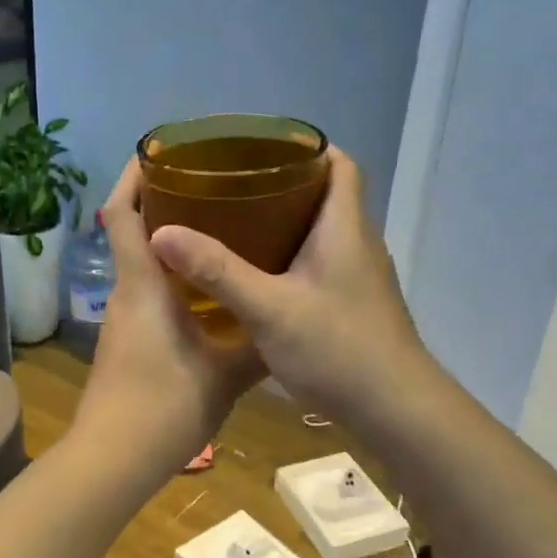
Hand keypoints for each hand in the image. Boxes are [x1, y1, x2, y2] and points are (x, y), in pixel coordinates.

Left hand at [71, 161, 265, 477]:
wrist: (114, 459)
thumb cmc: (167, 406)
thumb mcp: (227, 374)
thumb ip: (258, 344)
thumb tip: (290, 322)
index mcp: (145, 285)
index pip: (123, 213)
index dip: (134, 176)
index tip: (161, 151)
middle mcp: (128, 293)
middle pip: (133, 232)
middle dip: (163, 203)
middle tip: (212, 188)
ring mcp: (124, 320)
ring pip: (143, 265)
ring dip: (171, 242)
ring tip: (222, 231)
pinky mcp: (127, 342)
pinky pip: (148, 293)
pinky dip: (173, 278)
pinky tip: (209, 291)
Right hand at [147, 147, 429, 428]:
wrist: (395, 409)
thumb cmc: (338, 349)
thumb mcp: (269, 309)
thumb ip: (217, 271)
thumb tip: (161, 234)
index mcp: (345, 228)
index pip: (341, 164)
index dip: (308, 147)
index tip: (262, 147)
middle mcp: (358, 244)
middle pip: (327, 195)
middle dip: (284, 184)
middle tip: (234, 187)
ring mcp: (360, 278)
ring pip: (323, 233)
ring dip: (286, 224)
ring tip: (237, 225)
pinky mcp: (355, 306)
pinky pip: (322, 265)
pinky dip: (292, 259)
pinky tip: (259, 278)